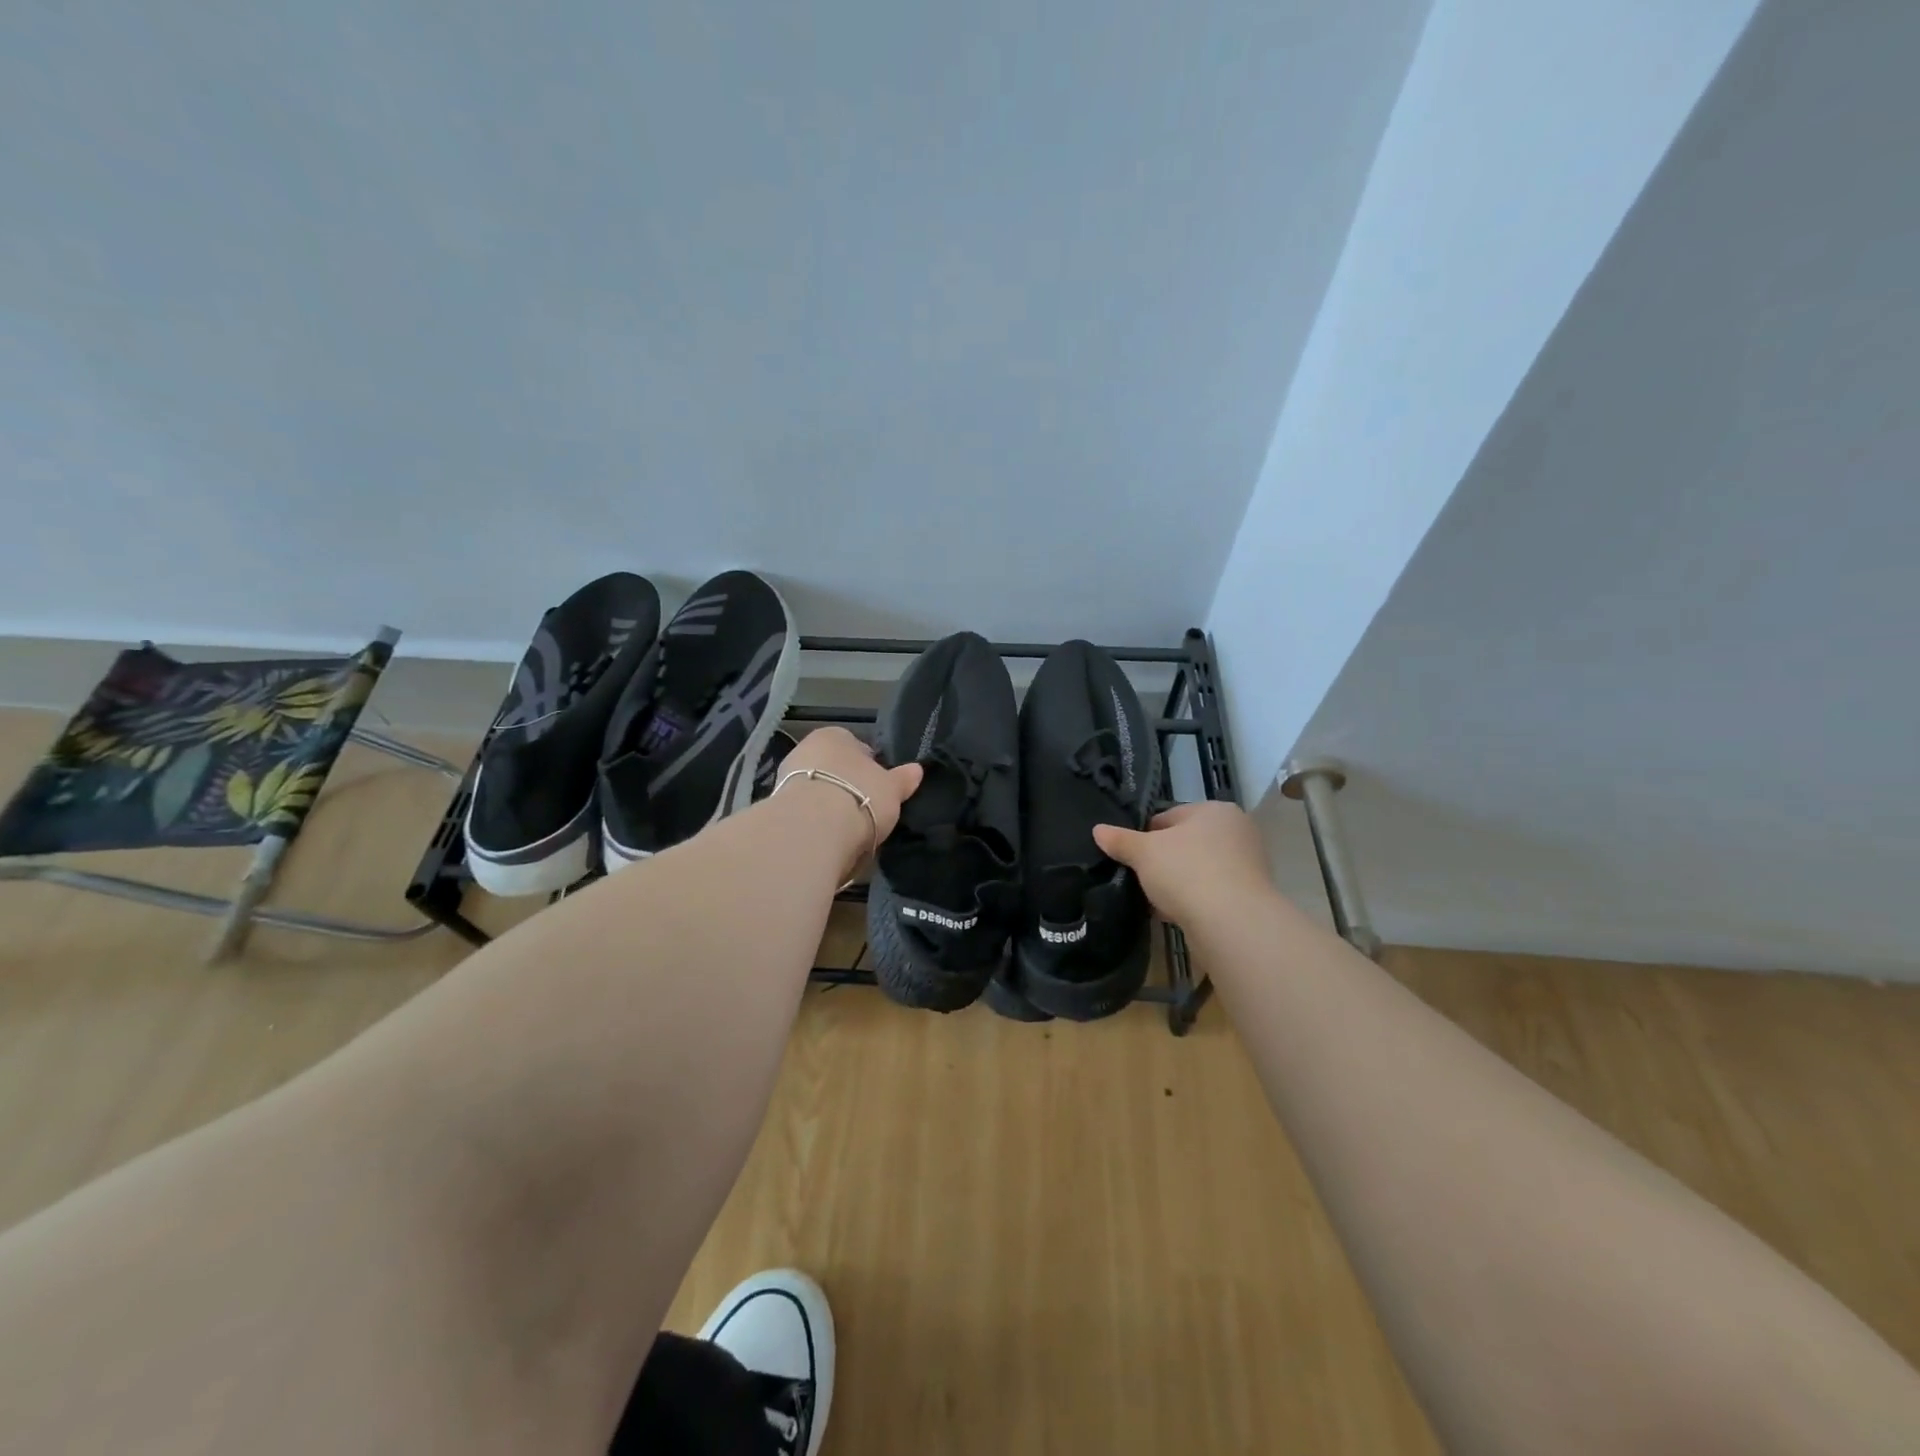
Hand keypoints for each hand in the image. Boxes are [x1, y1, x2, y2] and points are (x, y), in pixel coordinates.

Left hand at [774, 726, 923, 851]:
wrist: (812, 828)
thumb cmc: (860, 795)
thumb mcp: (892, 789)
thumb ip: (903, 779)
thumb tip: (917, 770)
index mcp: (835, 735)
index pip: (856, 747)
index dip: (869, 767)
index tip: (878, 788)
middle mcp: (806, 748)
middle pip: (833, 768)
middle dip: (845, 785)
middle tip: (864, 808)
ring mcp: (786, 777)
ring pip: (816, 790)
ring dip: (828, 805)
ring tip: (846, 829)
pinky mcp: (776, 807)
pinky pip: (804, 812)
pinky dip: (814, 822)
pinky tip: (827, 838)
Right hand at [1092, 801, 1274, 927]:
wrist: (1233, 924)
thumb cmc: (1187, 872)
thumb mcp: (1144, 852)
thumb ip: (1121, 840)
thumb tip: (1097, 830)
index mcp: (1216, 810)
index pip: (1170, 816)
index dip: (1145, 835)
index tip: (1131, 856)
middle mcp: (1237, 832)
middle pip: (1185, 843)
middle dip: (1162, 861)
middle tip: (1140, 878)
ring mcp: (1247, 866)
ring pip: (1198, 870)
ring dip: (1177, 883)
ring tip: (1154, 900)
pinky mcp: (1249, 897)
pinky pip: (1210, 893)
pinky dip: (1193, 901)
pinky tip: (1174, 915)